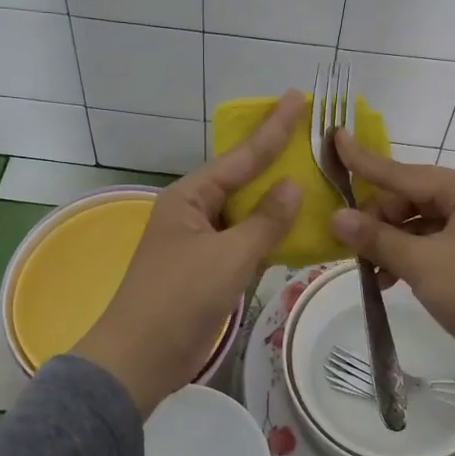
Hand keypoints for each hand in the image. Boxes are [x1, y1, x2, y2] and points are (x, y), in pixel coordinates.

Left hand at [75, 90, 305, 415]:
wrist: (140, 358)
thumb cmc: (180, 298)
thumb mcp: (228, 256)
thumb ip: (265, 221)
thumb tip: (292, 186)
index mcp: (190, 197)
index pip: (241, 156)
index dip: (273, 129)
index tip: (296, 97)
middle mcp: (193, 211)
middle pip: (242, 179)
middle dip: (277, 161)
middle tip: (313, 138)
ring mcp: (199, 241)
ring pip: (245, 212)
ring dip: (276, 202)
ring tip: (314, 180)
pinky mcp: (206, 269)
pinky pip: (243, 241)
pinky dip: (268, 235)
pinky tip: (296, 230)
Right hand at [328, 134, 454, 422]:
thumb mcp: (422, 264)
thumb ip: (377, 238)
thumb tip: (335, 217)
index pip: (405, 172)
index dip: (365, 162)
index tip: (335, 139)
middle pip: (412, 199)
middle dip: (379, 219)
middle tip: (346, 240)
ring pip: (420, 225)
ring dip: (391, 243)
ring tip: (365, 268)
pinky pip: (433, 247)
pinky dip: (409, 259)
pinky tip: (387, 281)